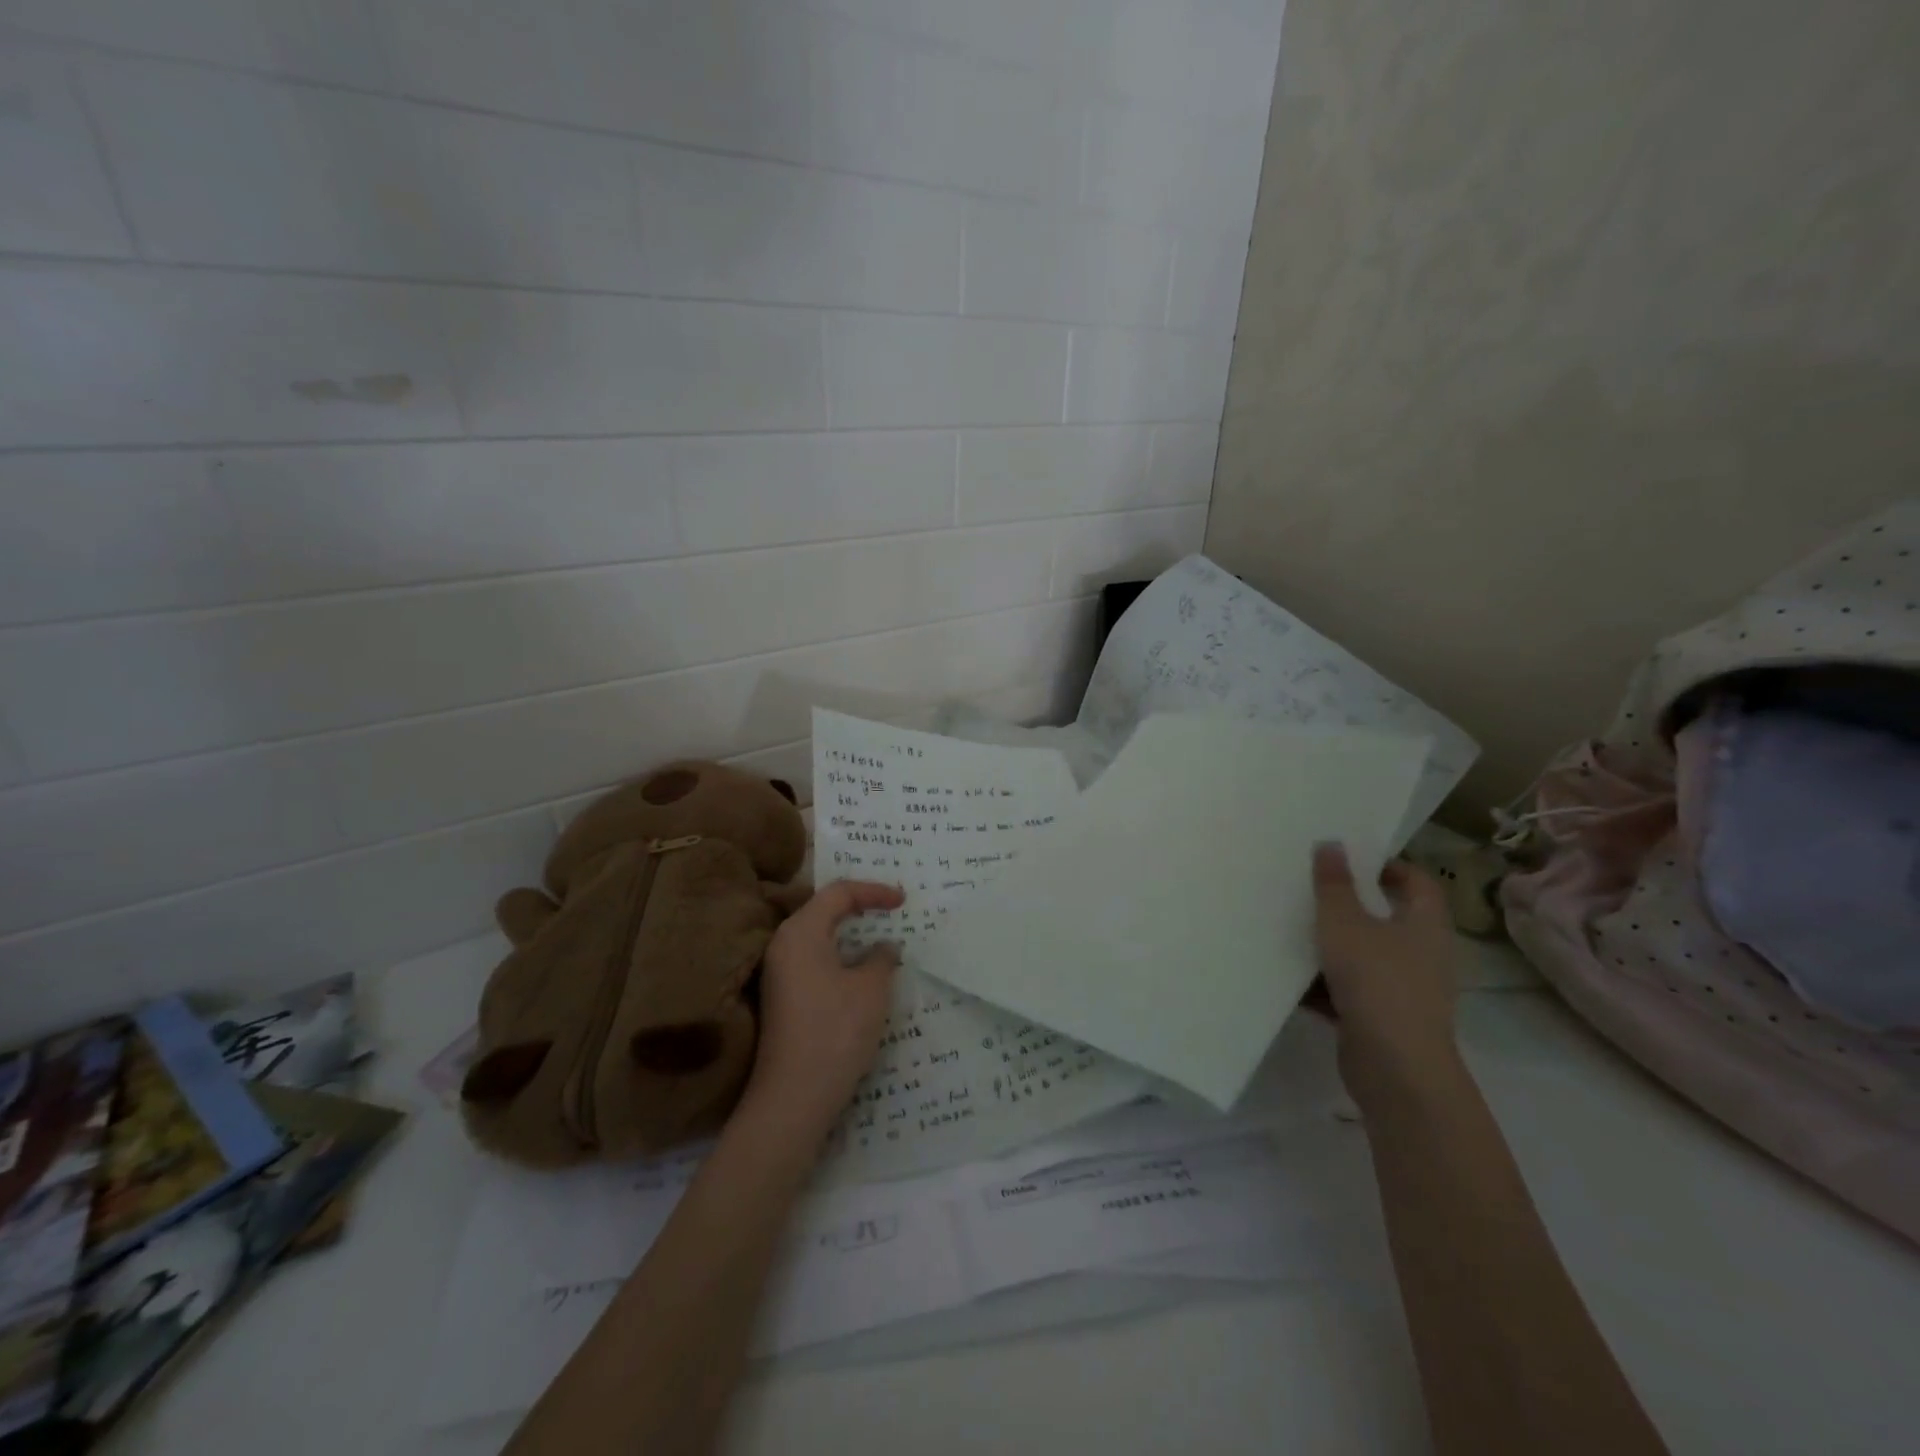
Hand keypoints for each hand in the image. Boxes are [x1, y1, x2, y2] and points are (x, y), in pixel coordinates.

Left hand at [741, 880, 902, 1140]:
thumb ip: (882, 958)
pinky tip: (860, 970)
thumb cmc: (835, 1031)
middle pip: (823, 909)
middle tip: (890, 910)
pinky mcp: (782, 997)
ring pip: (818, 936)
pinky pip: (814, 959)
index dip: (873, 891)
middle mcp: (783, 944)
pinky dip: (839, 955)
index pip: (838, 893)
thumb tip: (884, 947)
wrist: (793, 1098)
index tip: (903, 901)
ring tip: (880, 937)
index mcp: (801, 931)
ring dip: (849, 934)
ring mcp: (779, 973)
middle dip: (859, 906)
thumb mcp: (871, 989)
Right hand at [1312, 843, 1462, 1104]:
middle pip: (1386, 918)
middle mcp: (1421, 954)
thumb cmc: (1377, 982)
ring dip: (1331, 945)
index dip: (1387, 865)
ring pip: (1363, 955)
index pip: (1417, 882)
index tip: (1347, 859)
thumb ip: (1334, 885)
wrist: (1396, 1069)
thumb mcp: (1344, 924)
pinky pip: (1349, 989)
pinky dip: (1323, 983)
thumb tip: (1331, 844)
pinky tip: (1287, 975)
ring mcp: (1403, 989)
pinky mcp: (1381, 1018)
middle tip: (1308, 887)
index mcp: (1425, 924)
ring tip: (1288, 926)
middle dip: (1348, 904)